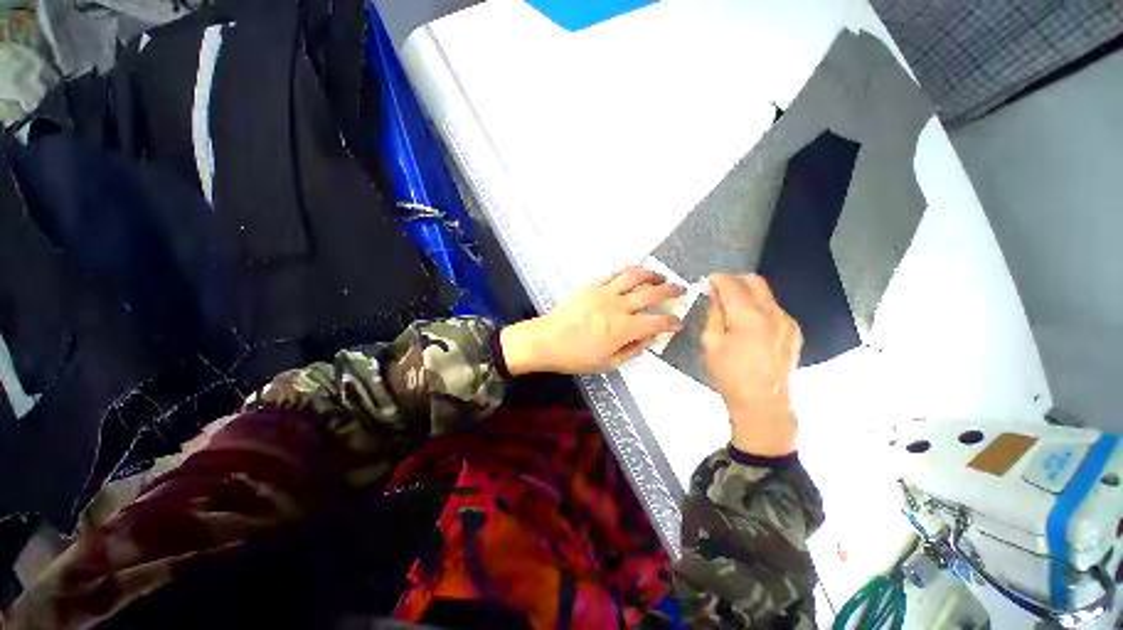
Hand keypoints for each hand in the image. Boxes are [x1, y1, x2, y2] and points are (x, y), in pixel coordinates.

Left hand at [500, 267, 683, 374]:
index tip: (678, 321)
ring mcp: (604, 292)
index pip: (657, 322)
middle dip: (671, 290)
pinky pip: (613, 274)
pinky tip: (632, 273)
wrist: (547, 340)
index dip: (671, 321)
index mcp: (624, 328)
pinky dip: (626, 272)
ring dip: (651, 274)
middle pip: (651, 293)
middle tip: (680, 289)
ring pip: (634, 276)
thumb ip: (632, 350)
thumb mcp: (608, 363)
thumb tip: (649, 338)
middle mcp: (619, 306)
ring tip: (660, 275)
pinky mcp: (591, 285)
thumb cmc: (576, 356)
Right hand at [703, 273, 801, 456]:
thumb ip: (714, 313)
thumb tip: (715, 293)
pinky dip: (759, 307)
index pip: (732, 283)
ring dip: (747, 294)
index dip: (717, 278)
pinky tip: (749, 324)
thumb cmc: (729, 374)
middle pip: (755, 281)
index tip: (707, 281)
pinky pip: (774, 309)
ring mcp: (787, 322)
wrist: (763, 403)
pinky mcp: (794, 332)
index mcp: (749, 315)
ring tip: (732, 308)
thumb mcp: (711, 342)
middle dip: (734, 279)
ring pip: (766, 295)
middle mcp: (773, 312)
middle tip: (718, 289)